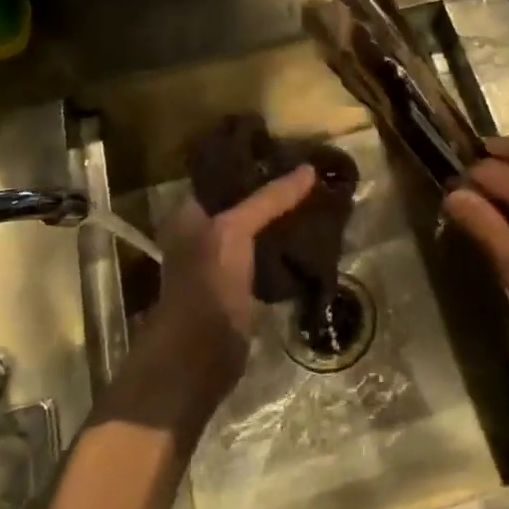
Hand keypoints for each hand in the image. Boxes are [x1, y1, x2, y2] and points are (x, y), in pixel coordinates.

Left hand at [141, 164, 317, 405]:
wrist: (199, 356)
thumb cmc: (207, 283)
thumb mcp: (233, 231)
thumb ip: (268, 199)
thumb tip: (308, 169)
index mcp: (190, 214)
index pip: (225, 175)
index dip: (254, 163)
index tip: (291, 151)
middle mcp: (202, 233)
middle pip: (244, 202)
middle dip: (275, 191)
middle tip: (313, 175)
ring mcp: (223, 262)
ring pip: (259, 230)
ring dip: (284, 219)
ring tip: (319, 199)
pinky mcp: (242, 287)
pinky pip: (268, 256)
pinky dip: (287, 247)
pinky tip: (313, 236)